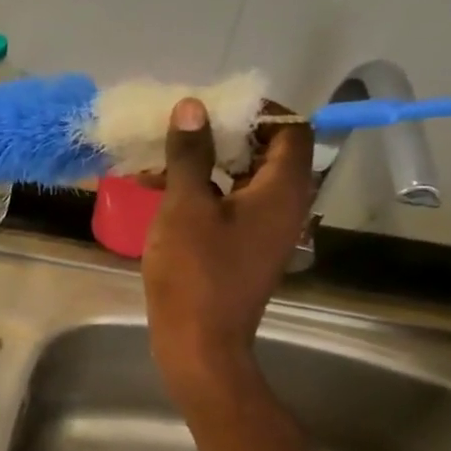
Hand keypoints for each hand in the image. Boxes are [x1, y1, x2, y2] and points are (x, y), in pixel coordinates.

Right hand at [142, 98, 313, 412]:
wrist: (199, 344)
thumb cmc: (195, 272)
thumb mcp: (185, 206)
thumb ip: (190, 153)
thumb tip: (192, 106)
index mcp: (282, 190)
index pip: (291, 130)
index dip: (258, 111)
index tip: (214, 109)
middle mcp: (284, 207)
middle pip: (267, 153)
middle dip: (223, 136)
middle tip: (182, 132)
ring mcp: (265, 232)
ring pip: (243, 180)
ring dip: (206, 165)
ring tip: (159, 164)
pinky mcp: (244, 251)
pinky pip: (231, 206)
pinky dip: (203, 193)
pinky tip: (162, 195)